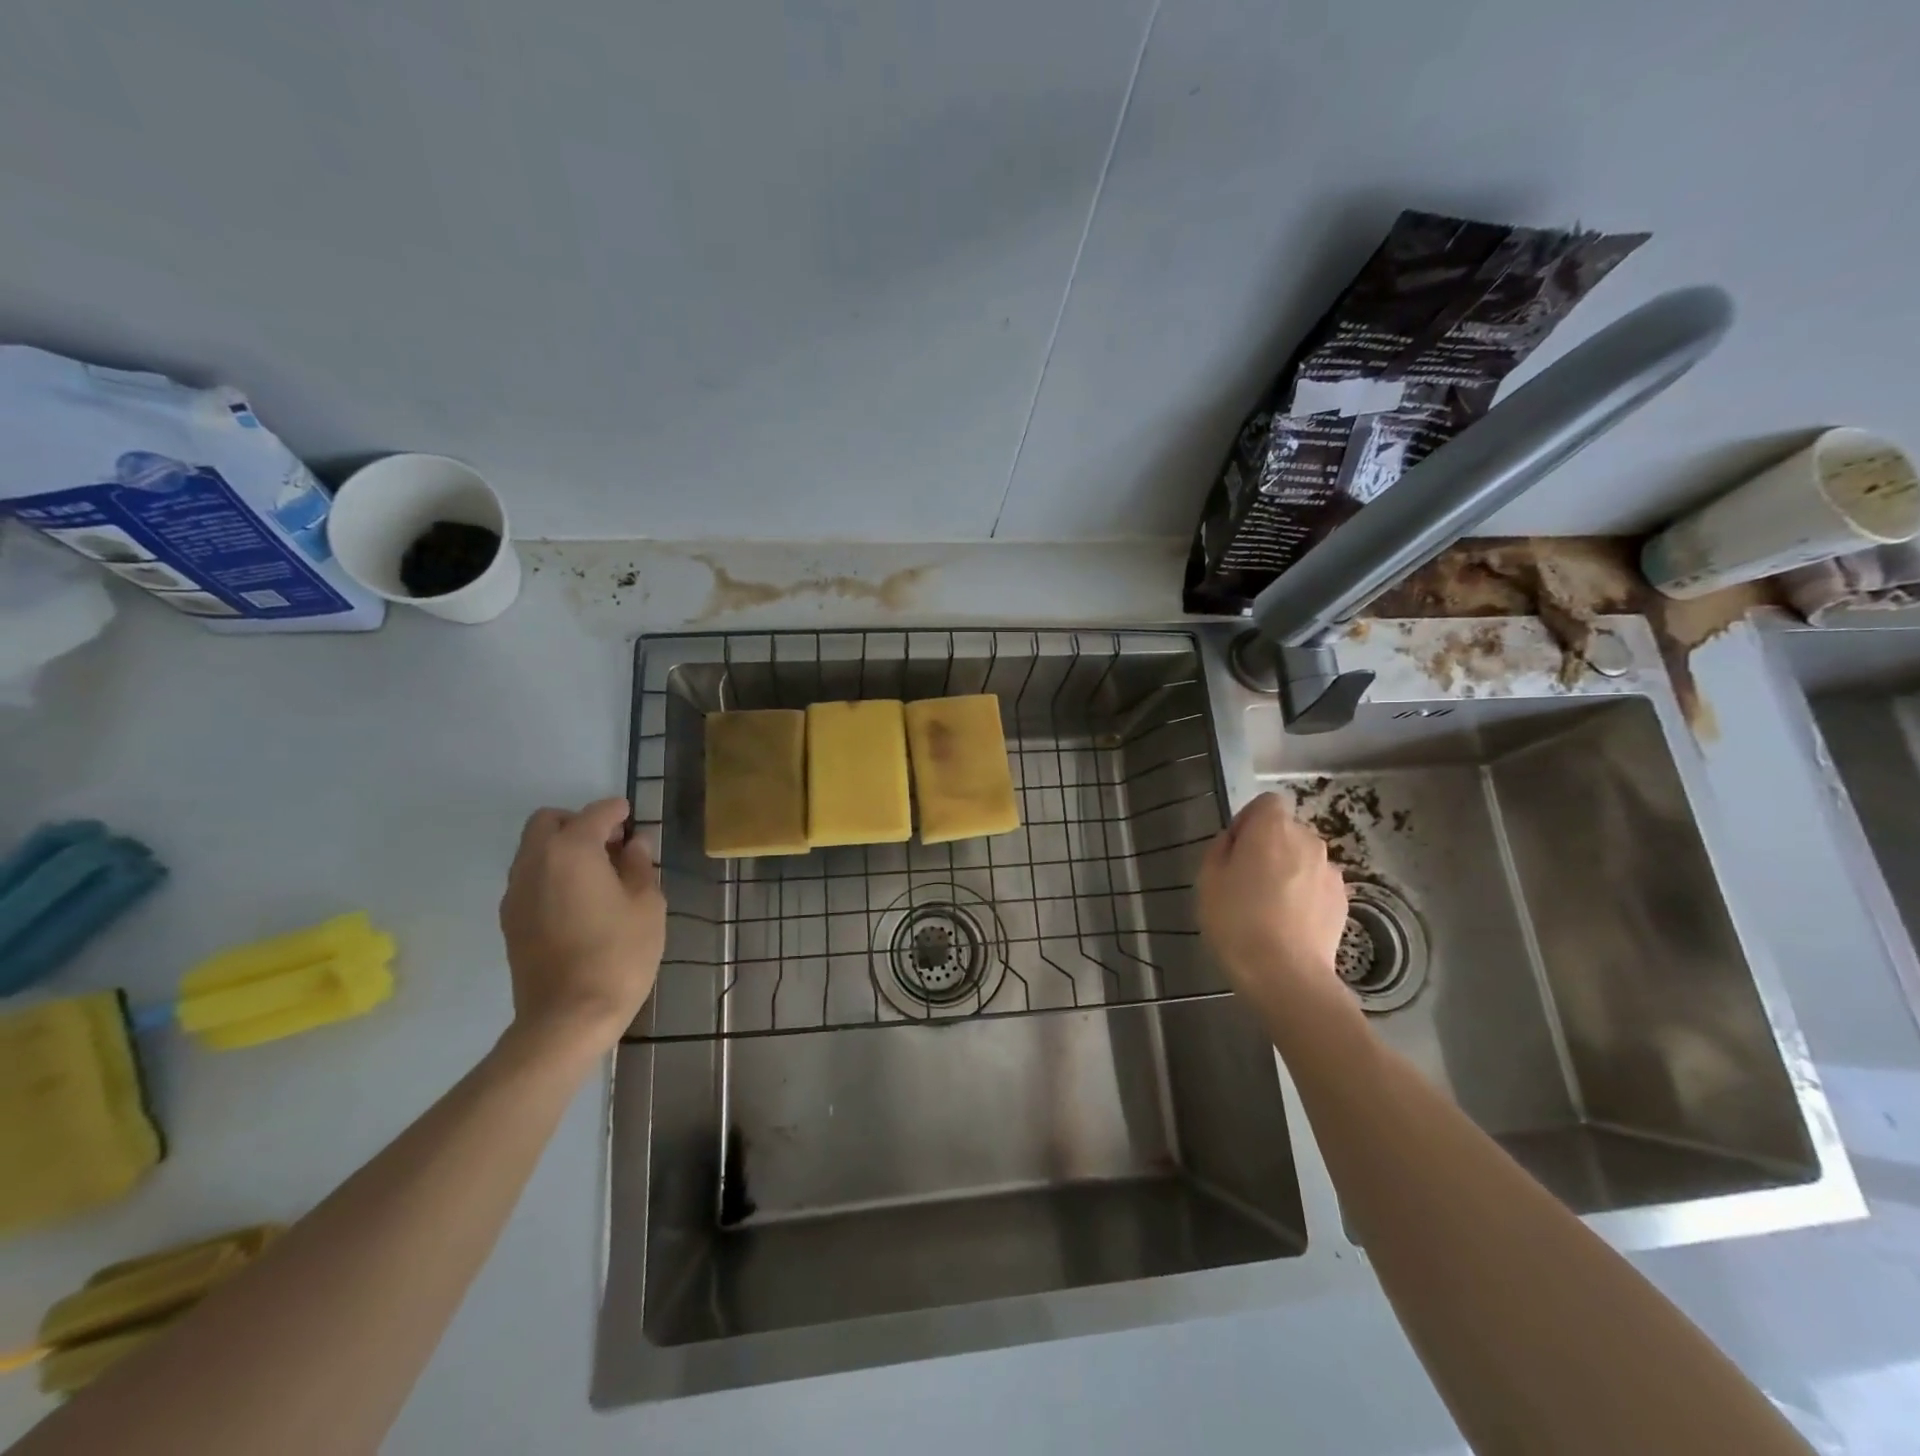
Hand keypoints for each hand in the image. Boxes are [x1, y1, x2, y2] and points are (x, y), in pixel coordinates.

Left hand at [499, 797, 665, 1060]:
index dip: (618, 812)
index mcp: (572, 851)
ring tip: (599, 875)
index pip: (596, 813)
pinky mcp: (510, 919)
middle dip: (580, 823)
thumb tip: (633, 845)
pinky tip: (579, 901)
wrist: (567, 1018)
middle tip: (612, 846)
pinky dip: (552, 874)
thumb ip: (639, 866)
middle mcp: (535, 862)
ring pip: (535, 849)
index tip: (634, 820)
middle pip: (549, 821)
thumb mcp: (647, 905)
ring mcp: (516, 892)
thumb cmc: (618, 954)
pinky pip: (530, 877)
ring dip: (563, 848)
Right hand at [1197, 793, 1349, 1020]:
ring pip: (1303, 859)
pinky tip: (1289, 924)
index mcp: (1272, 829)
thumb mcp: (1208, 880)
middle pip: (1286, 831)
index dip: (1249, 820)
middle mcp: (1308, 841)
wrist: (1286, 975)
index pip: (1266, 802)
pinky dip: (1304, 895)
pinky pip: (1316, 885)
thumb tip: (1234, 842)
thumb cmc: (1237, 921)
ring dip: (1289, 871)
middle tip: (1246, 880)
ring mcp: (1330, 872)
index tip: (1234, 848)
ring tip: (1269, 907)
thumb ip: (1220, 849)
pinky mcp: (1343, 901)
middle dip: (1269, 847)